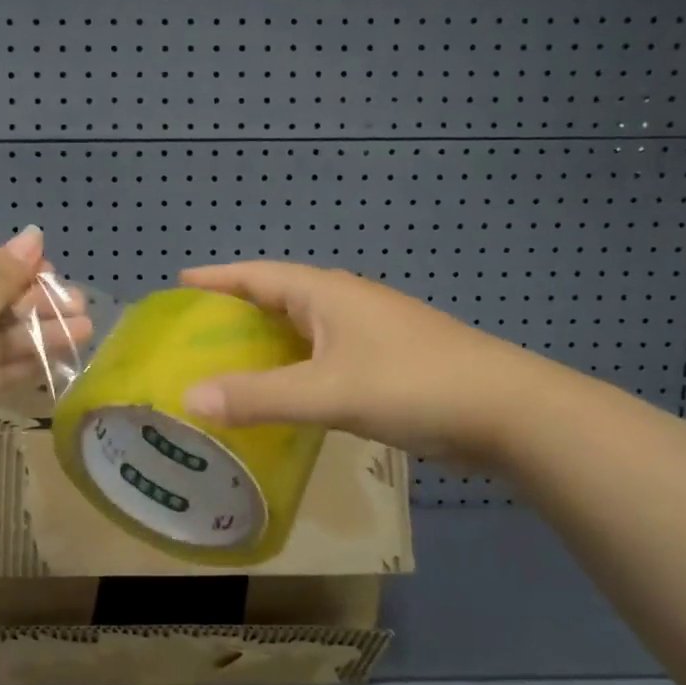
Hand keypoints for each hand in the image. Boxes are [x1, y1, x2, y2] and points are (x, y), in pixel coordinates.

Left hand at [0, 228, 88, 482]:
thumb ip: (7, 273)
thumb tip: (33, 233)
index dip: (13, 263)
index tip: (50, 271)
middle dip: (35, 300)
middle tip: (78, 303)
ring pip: (0, 333)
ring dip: (41, 330)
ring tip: (85, 329)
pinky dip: (28, 359)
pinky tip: (65, 354)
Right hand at [178, 261, 561, 468]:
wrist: (505, 410)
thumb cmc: (411, 384)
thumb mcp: (326, 392)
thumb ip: (258, 397)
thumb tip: (188, 399)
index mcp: (325, 293)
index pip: (258, 275)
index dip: (218, 278)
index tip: (180, 281)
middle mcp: (343, 303)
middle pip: (277, 298)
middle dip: (235, 311)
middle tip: (194, 333)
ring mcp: (368, 332)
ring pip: (301, 330)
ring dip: (265, 343)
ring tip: (226, 364)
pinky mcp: (384, 362)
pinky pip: (321, 356)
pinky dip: (293, 368)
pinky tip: (282, 394)